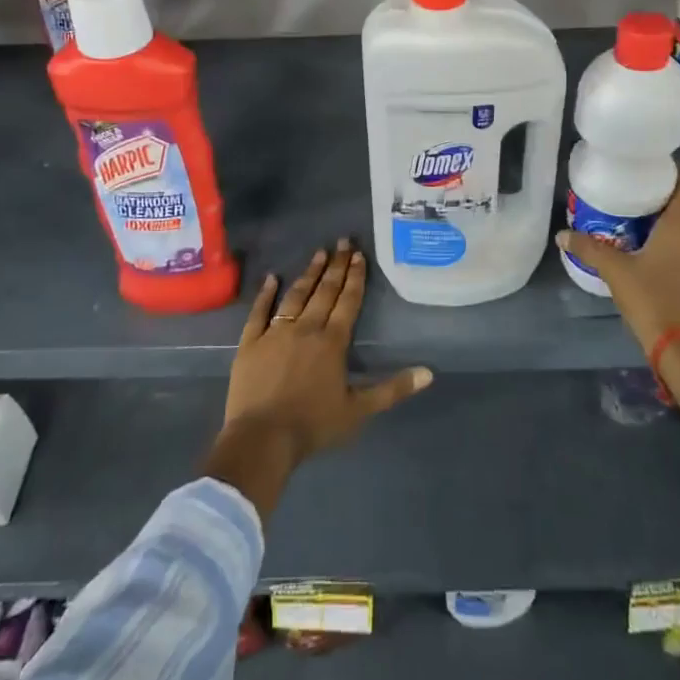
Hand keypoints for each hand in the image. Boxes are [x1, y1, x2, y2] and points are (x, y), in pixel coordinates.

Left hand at [202, 240, 432, 518]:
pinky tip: (271, 278)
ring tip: (318, 253)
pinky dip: (265, 294)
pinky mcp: (250, 342)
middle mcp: (306, 328)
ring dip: (308, 274)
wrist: (263, 438)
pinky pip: (259, 312)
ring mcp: (275, 332)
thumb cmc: (313, 425)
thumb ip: (392, 389)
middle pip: (324, 291)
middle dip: (335, 265)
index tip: (359, 255)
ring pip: (295, 295)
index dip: (355, 278)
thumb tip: (429, 373)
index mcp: (332, 342)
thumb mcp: (359, 410)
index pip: (347, 302)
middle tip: (342, 241)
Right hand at [557, 174, 679, 355]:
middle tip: (633, 202)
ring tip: (637, 230)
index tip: (652, 173)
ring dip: (667, 230)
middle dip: (662, 203)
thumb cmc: (652, 298)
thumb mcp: (615, 271)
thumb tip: (562, 234)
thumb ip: (589, 248)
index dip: (676, 175)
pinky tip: (650, 261)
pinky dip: (673, 252)